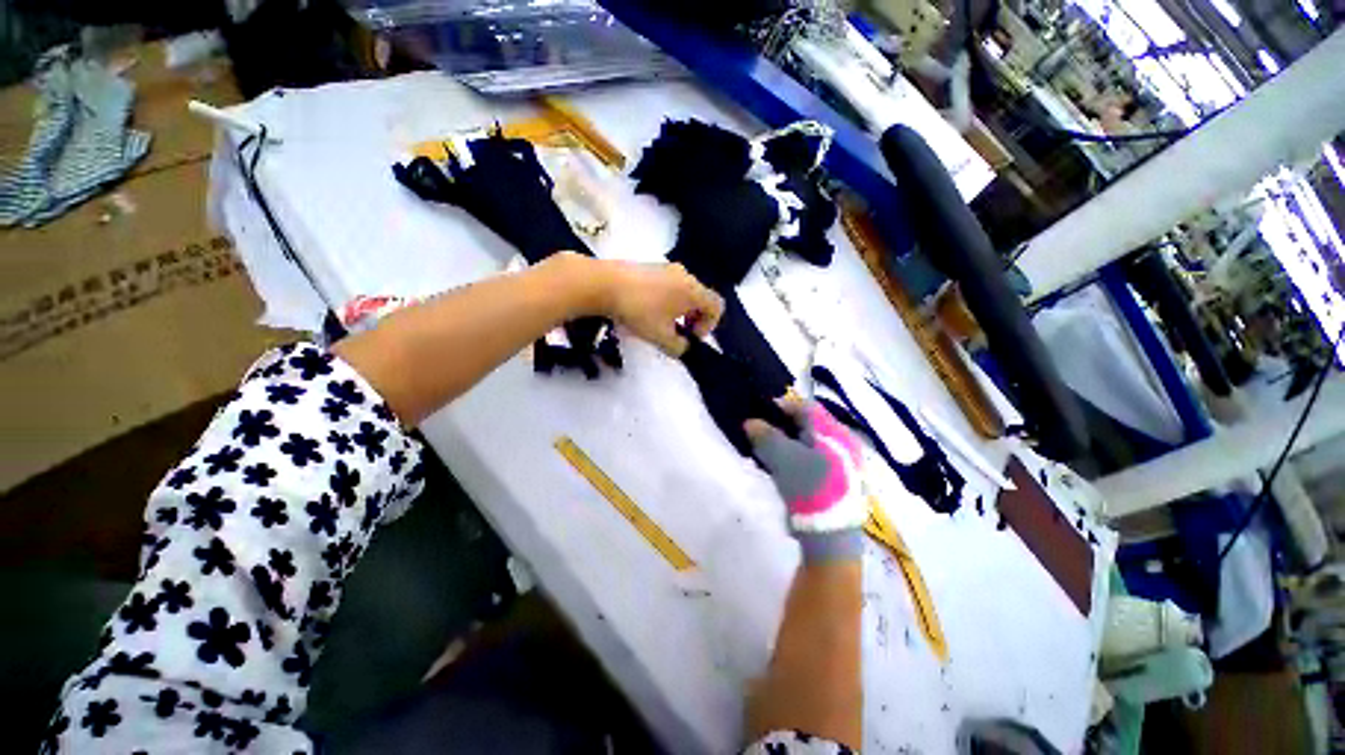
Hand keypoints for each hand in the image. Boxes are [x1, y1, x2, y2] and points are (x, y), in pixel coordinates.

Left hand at [596, 260, 723, 356]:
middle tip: (679, 332)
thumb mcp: (660, 337)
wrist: (605, 284)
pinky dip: (667, 299)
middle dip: (694, 318)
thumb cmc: (639, 311)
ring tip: (661, 322)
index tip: (692, 335)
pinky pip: (669, 284)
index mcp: (693, 291)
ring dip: (680, 309)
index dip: (710, 325)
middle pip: (700, 297)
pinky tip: (647, 309)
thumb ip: (678, 347)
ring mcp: (667, 268)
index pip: (716, 306)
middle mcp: (685, 275)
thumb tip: (682, 346)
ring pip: (684, 291)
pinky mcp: (651, 266)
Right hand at [746, 399, 866, 561]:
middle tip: (763, 434)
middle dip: (784, 428)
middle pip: (809, 426)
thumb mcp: (782, 456)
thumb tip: (750, 422)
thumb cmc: (809, 485)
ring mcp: (845, 464)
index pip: (806, 408)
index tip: (761, 413)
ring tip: (770, 453)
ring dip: (789, 445)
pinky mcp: (841, 482)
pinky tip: (785, 470)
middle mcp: (844, 443)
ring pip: (811, 445)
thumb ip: (765, 435)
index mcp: (834, 431)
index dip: (782, 407)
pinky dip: (798, 460)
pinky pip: (815, 461)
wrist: (831, 533)